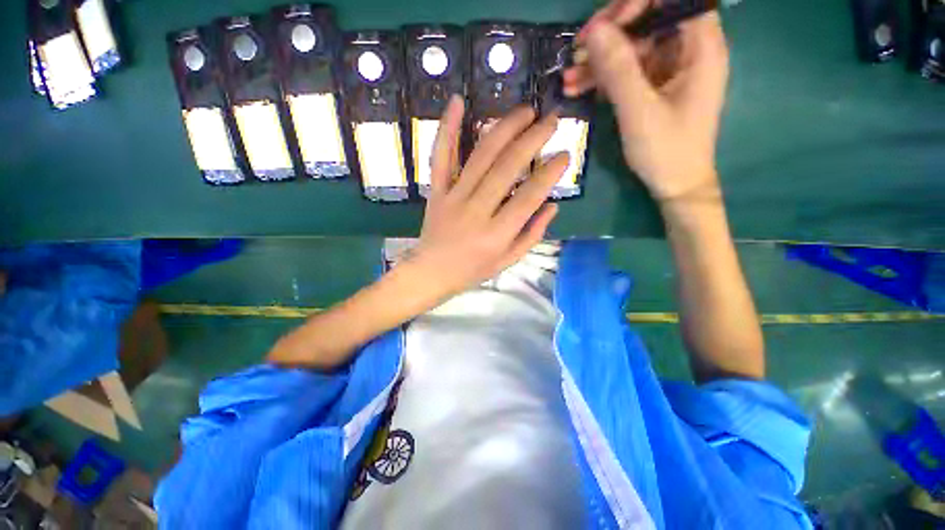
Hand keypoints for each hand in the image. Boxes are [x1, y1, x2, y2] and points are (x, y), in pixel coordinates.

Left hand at [406, 96, 568, 299]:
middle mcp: (476, 211)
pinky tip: (458, 101)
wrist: (431, 272)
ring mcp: (453, 198)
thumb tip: (552, 205)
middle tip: (551, 120)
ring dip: (504, 128)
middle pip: (507, 168)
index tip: (565, 154)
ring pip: (480, 156)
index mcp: (496, 234)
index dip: (550, 173)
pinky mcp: (436, 191)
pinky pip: (441, 156)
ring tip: (525, 111)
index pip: (529, 197)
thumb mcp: (508, 261)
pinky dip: (448, 128)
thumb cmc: (472, 270)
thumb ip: (532, 235)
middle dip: (532, 140)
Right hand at [563, 0, 728, 201]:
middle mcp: (687, 51)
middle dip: (611, 33)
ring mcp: (668, 70)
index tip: (609, 25)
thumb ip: (619, 69)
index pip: (675, 0)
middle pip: (649, 20)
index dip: (641, 3)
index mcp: (700, 47)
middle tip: (578, 50)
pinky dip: (602, 79)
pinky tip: (576, 88)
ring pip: (632, 48)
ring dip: (598, 60)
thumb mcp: (640, 111)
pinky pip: (626, 72)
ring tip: (567, 77)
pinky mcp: (653, 87)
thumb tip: (594, 31)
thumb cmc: (666, 150)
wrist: (674, 185)